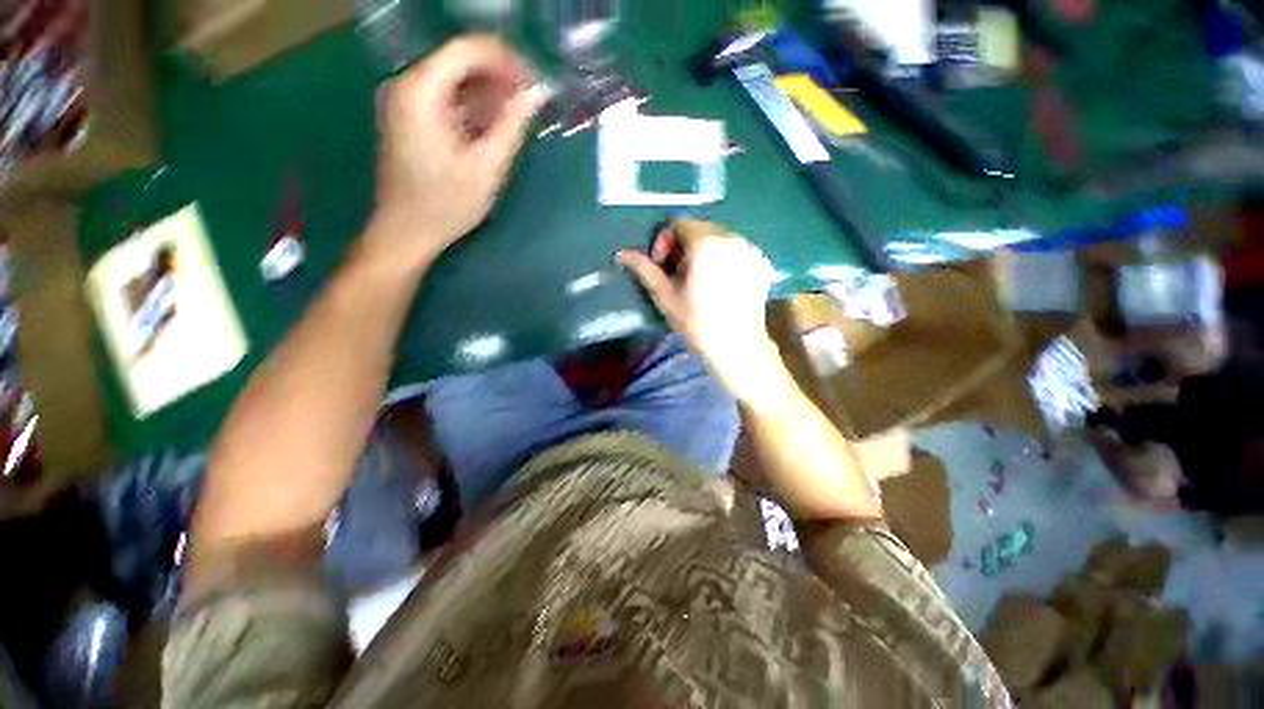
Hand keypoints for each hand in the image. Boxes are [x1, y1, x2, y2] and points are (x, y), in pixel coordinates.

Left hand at [366, 35, 545, 270]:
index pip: (468, 49)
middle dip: (499, 77)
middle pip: (460, 60)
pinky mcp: (408, 115)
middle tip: (529, 105)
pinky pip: (446, 96)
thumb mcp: (487, 166)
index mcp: (421, 91)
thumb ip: (512, 125)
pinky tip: (492, 127)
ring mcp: (404, 99)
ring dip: (488, 93)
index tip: (534, 84)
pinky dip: (472, 106)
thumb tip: (538, 92)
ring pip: (454, 78)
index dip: (507, 61)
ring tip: (516, 120)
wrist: (407, 230)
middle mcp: (407, 83)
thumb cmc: (447, 204)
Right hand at [619, 221, 784, 403]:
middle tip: (679, 275)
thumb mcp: (665, 296)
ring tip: (700, 280)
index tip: (662, 266)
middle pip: (700, 229)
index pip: (679, 224)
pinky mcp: (762, 263)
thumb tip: (622, 254)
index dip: (664, 242)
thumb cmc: (696, 323)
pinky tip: (721, 284)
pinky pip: (737, 251)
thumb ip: (645, 269)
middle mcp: (732, 238)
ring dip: (704, 252)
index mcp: (706, 243)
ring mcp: (750, 250)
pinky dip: (724, 259)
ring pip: (720, 238)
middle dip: (684, 247)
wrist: (737, 347)